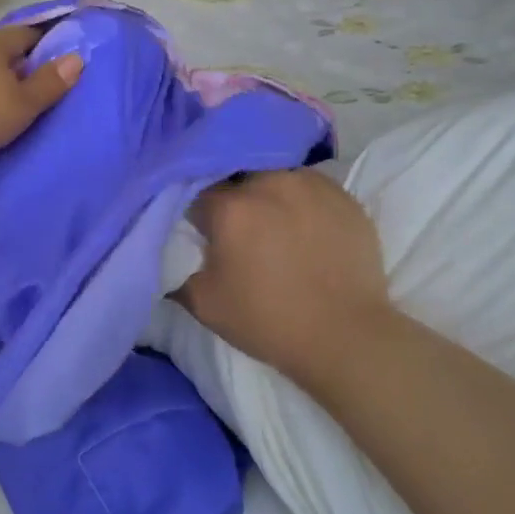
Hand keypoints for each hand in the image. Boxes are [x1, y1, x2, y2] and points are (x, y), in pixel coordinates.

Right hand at [177, 169, 398, 390]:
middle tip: (240, 229)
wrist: (346, 337)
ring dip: (269, 195)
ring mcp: (311, 185)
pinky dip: (302, 202)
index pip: (199, 192)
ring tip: (276, 226)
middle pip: (239, 177)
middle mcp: (269, 183)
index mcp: (231, 207)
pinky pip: (310, 188)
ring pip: (276, 176)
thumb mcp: (205, 304)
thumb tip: (168, 254)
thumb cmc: (268, 320)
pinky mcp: (343, 196)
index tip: (205, 234)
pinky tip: (307, 229)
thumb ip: (177, 271)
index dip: (199, 213)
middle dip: (234, 197)